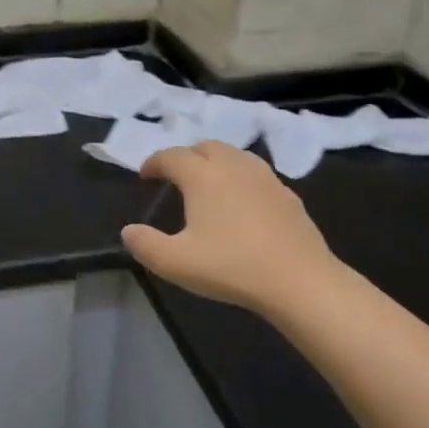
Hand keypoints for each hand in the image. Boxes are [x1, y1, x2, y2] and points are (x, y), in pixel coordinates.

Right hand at [121, 142, 338, 315]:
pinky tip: (240, 203)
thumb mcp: (175, 262)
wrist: (299, 280)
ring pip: (234, 155)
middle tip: (175, 177)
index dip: (154, 163)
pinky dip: (240, 178)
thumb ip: (145, 245)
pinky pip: (256, 174)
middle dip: (186, 156)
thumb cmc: (231, 267)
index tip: (145, 176)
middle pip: (205, 147)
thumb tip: (129, 231)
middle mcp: (233, 166)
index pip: (172, 156)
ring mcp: (265, 178)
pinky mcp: (287, 195)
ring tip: (207, 184)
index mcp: (203, 176)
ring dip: (215, 162)